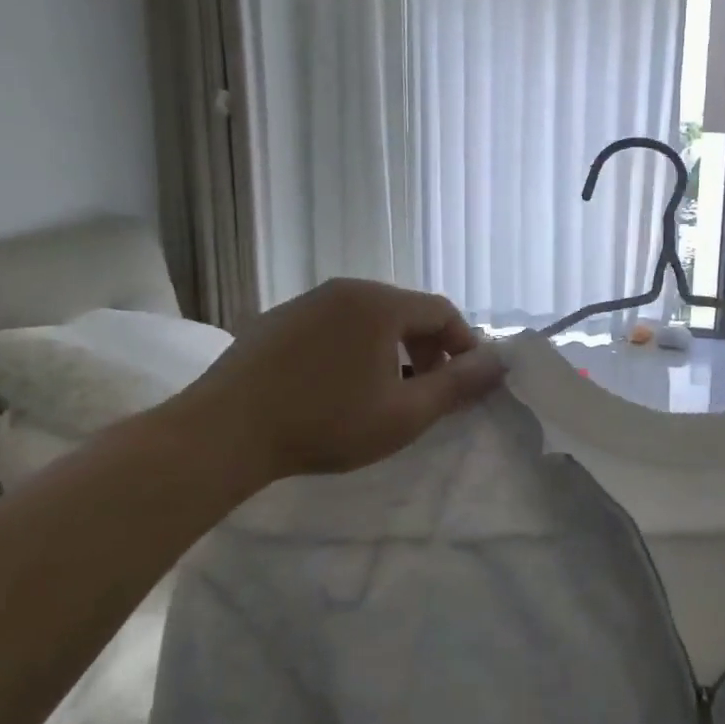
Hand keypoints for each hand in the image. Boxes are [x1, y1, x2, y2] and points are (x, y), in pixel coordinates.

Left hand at [164, 280, 504, 488]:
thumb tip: (500, 362)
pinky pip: (332, 326)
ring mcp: (306, 302)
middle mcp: (345, 290)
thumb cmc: (326, 423)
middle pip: (406, 311)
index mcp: (380, 304)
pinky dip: (353, 349)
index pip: (442, 311)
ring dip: (391, 350)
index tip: (466, 382)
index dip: (464, 344)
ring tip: (384, 392)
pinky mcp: (275, 321)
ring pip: (368, 319)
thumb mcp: (405, 414)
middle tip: (427, 391)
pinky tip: (336, 388)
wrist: (224, 433)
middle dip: (428, 349)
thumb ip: (458, 386)